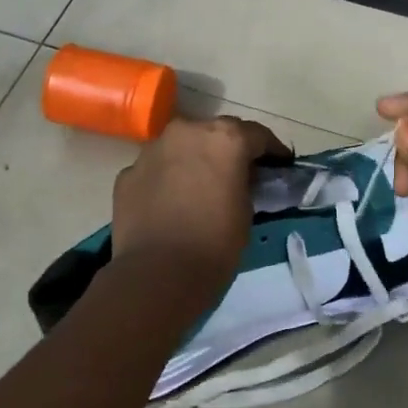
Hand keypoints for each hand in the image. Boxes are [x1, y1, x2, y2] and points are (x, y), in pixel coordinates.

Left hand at [112, 116, 290, 285]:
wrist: (157, 275)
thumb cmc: (215, 243)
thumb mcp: (247, 210)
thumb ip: (244, 183)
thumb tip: (238, 179)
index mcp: (225, 138)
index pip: (257, 135)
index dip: (272, 151)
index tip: (279, 165)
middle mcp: (187, 132)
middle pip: (215, 134)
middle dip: (228, 150)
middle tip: (237, 174)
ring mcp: (152, 150)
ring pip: (181, 148)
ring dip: (193, 161)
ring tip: (199, 188)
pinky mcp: (127, 173)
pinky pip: (156, 170)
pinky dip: (166, 180)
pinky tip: (170, 204)